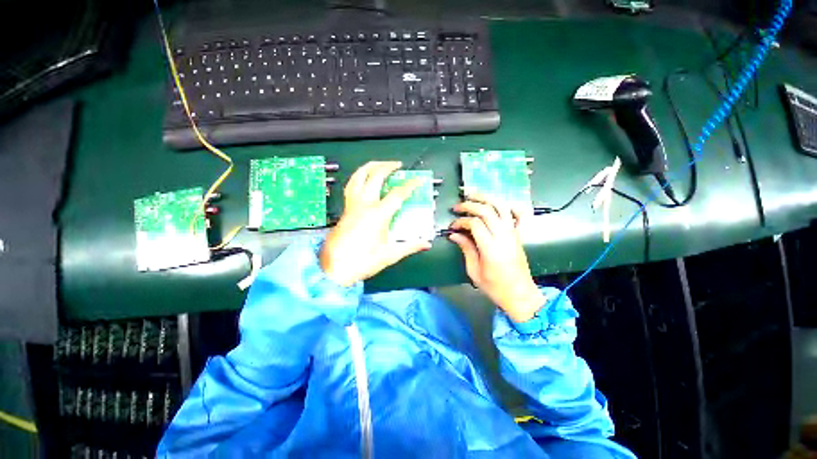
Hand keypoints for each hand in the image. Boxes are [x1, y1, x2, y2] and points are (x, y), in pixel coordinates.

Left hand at [320, 161, 431, 286]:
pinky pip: (351, 186)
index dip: (410, 185)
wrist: (334, 270)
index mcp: (378, 215)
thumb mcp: (390, 255)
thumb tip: (426, 244)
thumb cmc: (363, 262)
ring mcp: (352, 205)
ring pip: (358, 177)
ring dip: (369, 167)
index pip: (397, 194)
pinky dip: (358, 178)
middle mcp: (364, 205)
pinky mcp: (345, 209)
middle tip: (398, 165)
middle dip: (388, 166)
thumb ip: (410, 246)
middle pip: (375, 176)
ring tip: (379, 164)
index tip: (419, 180)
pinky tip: (362, 180)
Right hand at [448, 194, 544, 322]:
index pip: (474, 224)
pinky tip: (502, 203)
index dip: (461, 221)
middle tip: (457, 207)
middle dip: (469, 205)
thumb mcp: (474, 271)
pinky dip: (511, 206)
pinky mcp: (519, 236)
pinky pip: (519, 215)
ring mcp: (513, 234)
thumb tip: (454, 235)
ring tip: (473, 194)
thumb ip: (466, 249)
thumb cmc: (495, 287)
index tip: (452, 227)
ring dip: (487, 198)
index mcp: (491, 248)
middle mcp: (503, 237)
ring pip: (502, 208)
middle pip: (487, 211)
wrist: (520, 295)